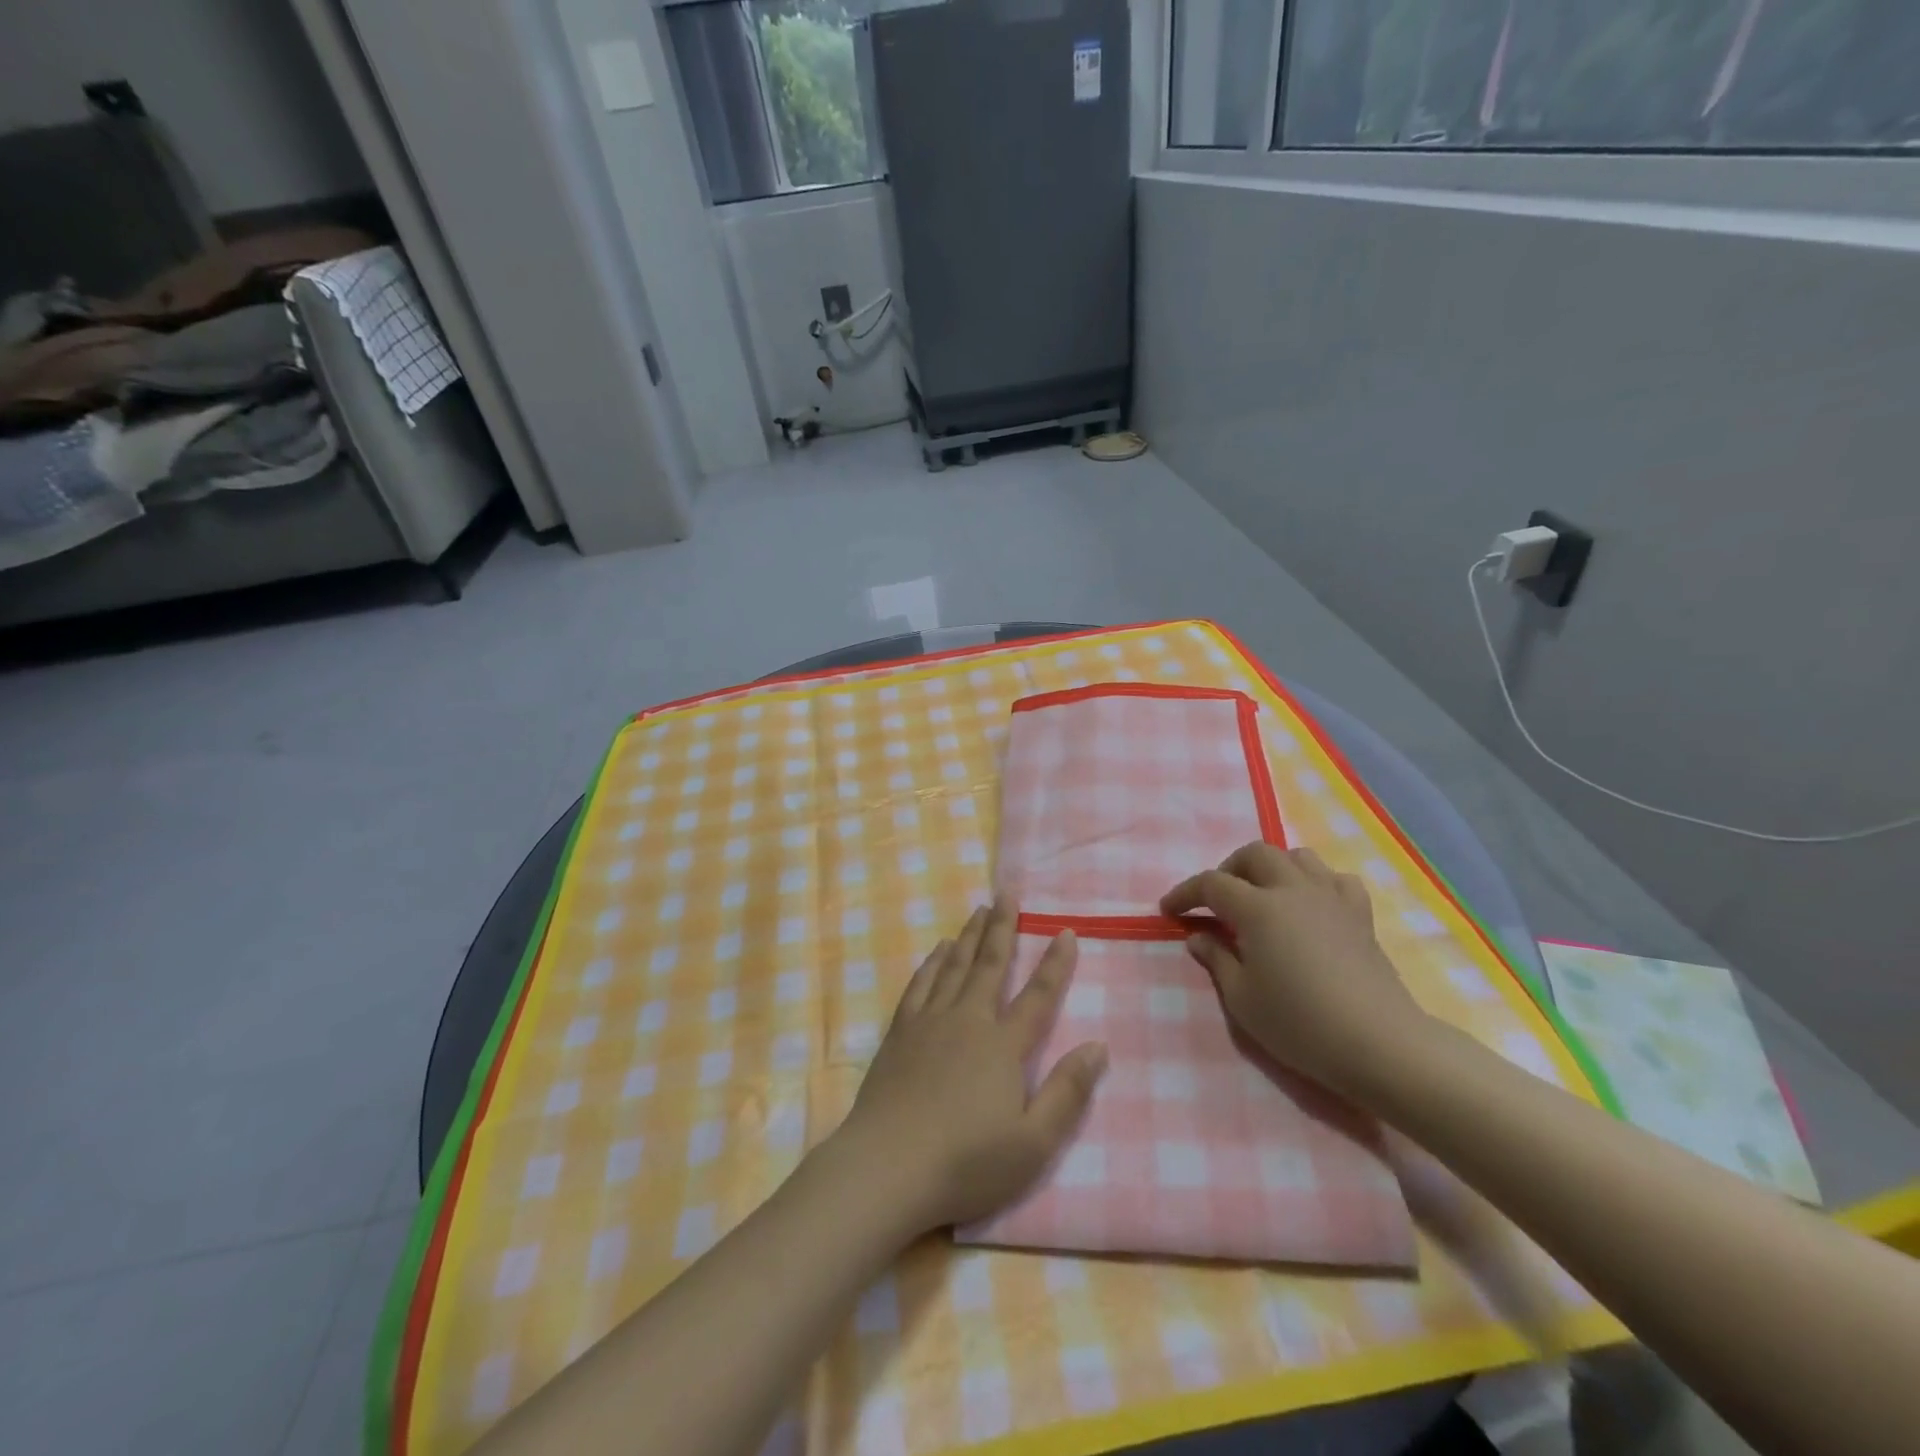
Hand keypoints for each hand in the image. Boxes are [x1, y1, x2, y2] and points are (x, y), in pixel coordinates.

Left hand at [835, 898, 1108, 1233]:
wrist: (887, 1166)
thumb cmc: (966, 1162)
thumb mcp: (1033, 1143)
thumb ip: (1067, 1092)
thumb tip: (1098, 1046)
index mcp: (1003, 1046)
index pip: (1038, 995)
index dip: (1055, 963)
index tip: (1065, 931)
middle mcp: (968, 1021)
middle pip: (990, 964)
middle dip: (1003, 927)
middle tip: (1008, 893)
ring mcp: (930, 1022)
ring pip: (954, 966)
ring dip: (970, 936)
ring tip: (979, 911)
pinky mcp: (900, 1032)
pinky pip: (920, 984)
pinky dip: (932, 962)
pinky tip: (938, 950)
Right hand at [1161, 843, 1428, 1098]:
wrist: (1379, 1044)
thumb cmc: (1300, 1024)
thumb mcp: (1242, 999)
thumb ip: (1216, 959)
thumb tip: (1199, 936)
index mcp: (1258, 908)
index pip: (1212, 884)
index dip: (1185, 893)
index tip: (1169, 910)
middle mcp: (1293, 890)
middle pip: (1255, 855)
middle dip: (1229, 869)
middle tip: (1217, 900)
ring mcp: (1331, 898)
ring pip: (1297, 857)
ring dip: (1272, 868)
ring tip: (1263, 896)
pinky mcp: (1360, 915)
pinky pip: (1336, 879)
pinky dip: (1317, 883)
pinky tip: (1311, 905)